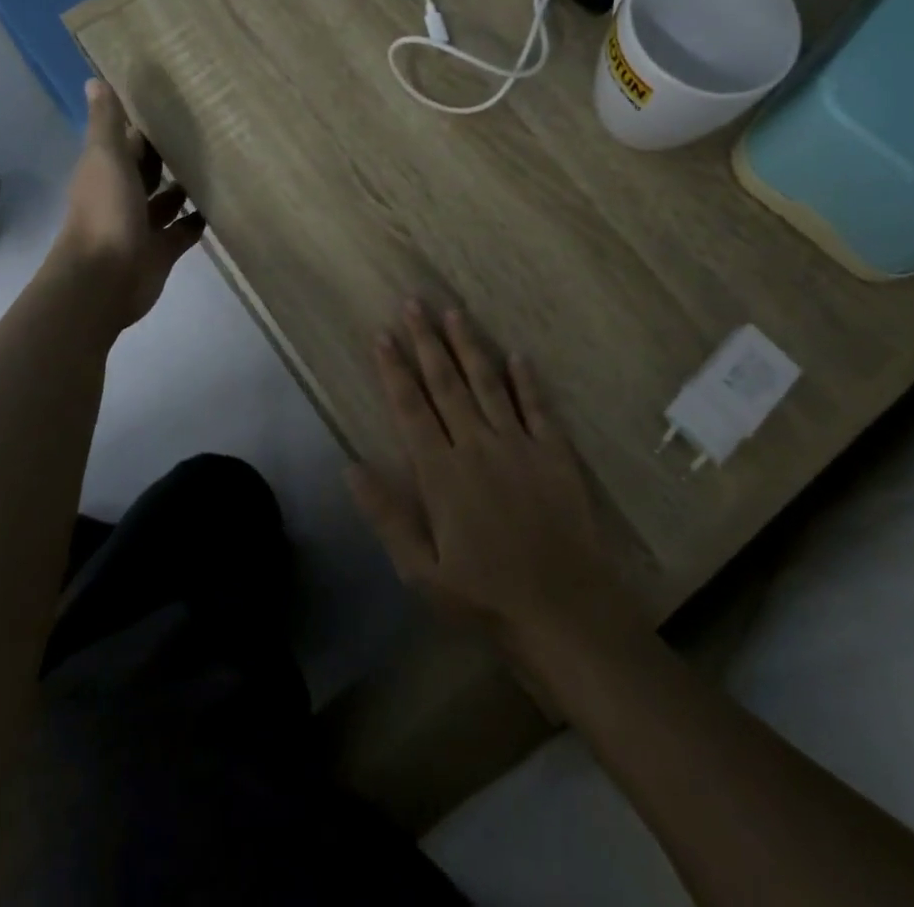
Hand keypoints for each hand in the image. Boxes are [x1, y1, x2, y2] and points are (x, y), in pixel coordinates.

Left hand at [50, 79, 205, 329]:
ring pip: (168, 200)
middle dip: (170, 154)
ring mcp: (143, 224)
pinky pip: (184, 230)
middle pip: (149, 169)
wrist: (105, 279)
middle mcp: (123, 195)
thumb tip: (94, 80)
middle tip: (210, 131)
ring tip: (221, 164)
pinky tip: (222, 204)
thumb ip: (107, 124)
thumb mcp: (105, 158)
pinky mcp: (163, 249)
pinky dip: (199, 219)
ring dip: (186, 186)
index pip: (128, 141)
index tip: (176, 104)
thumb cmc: (105, 212)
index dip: (146, 125)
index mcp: (106, 170)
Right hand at [347, 301, 639, 661]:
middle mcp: (477, 445)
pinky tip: (517, 353)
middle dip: (427, 341)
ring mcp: (519, 444)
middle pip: (446, 383)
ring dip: (469, 346)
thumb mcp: (421, 571)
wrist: (562, 610)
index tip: (382, 335)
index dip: (394, 369)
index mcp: (441, 472)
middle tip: (414, 302)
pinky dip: (526, 379)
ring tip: (455, 312)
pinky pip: (537, 406)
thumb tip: (351, 466)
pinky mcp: (554, 453)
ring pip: (488, 383)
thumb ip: (387, 515)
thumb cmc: (484, 597)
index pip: (411, 407)